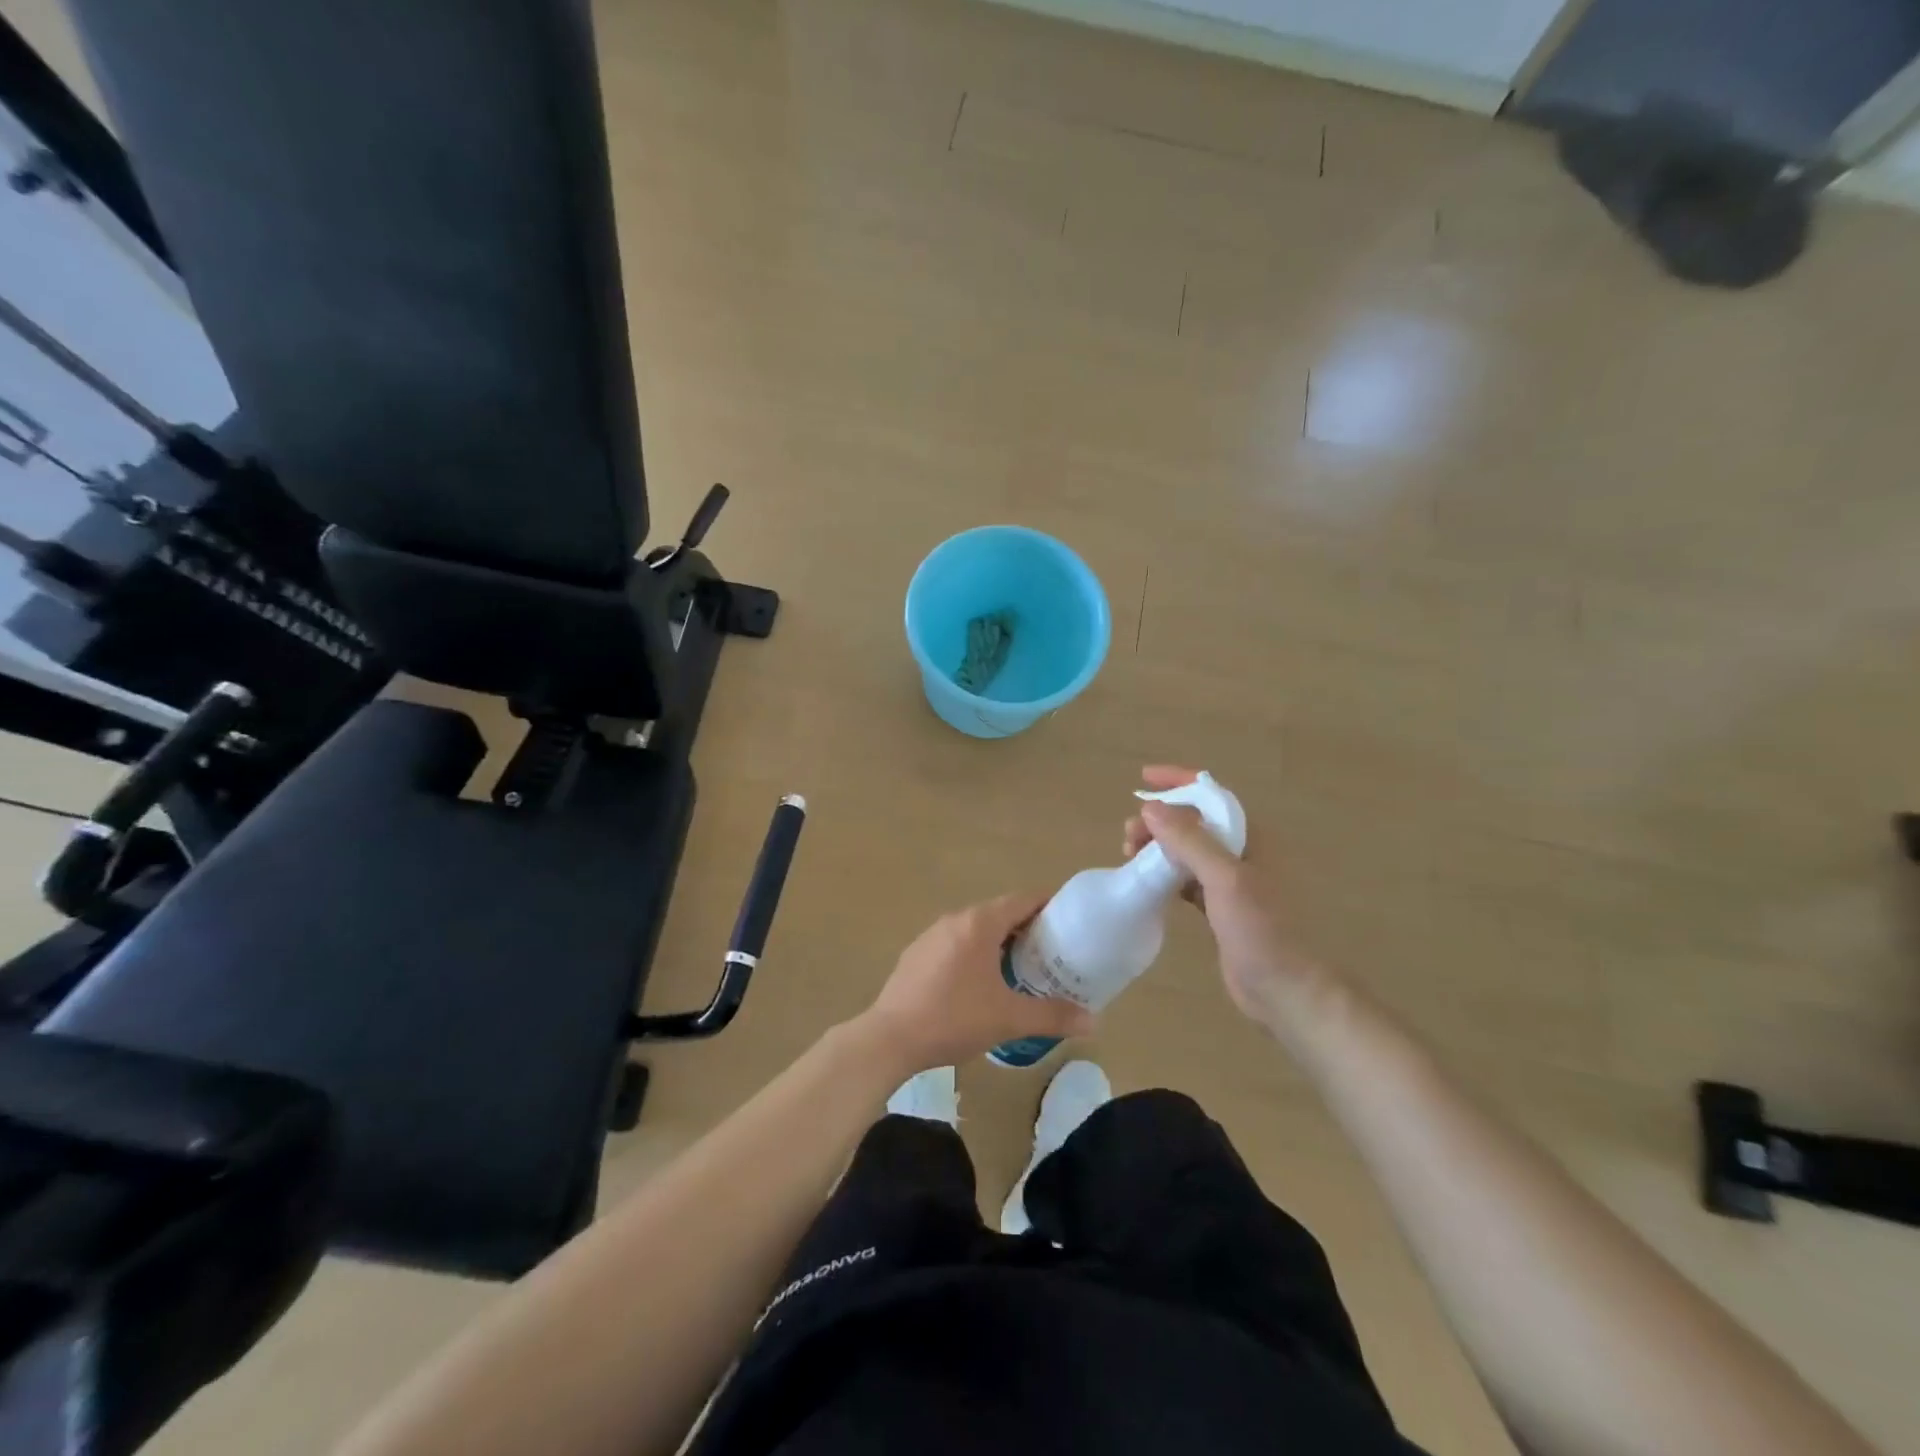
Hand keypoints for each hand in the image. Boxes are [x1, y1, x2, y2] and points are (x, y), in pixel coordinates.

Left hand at [861, 893, 1094, 1072]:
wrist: (890, 1038)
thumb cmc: (954, 1019)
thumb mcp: (1009, 1019)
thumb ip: (1053, 1016)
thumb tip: (1094, 1021)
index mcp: (979, 923)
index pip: (1023, 900)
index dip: (1049, 905)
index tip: (1071, 920)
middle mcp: (955, 919)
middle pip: (1000, 913)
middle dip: (1027, 928)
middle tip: (1053, 952)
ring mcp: (931, 935)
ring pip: (976, 929)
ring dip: (1000, 942)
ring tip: (1021, 969)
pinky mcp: (916, 954)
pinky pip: (955, 944)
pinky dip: (975, 954)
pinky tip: (980, 984)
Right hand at [1122, 766, 1322, 1024]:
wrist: (1285, 989)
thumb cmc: (1261, 930)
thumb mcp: (1225, 880)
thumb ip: (1189, 841)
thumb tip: (1151, 808)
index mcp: (1250, 837)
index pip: (1211, 794)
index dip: (1178, 780)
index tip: (1143, 779)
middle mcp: (1241, 853)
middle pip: (1194, 821)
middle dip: (1159, 820)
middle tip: (1129, 837)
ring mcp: (1231, 882)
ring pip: (1187, 850)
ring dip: (1158, 846)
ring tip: (1130, 856)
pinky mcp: (1220, 908)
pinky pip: (1186, 879)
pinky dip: (1165, 874)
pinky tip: (1147, 883)